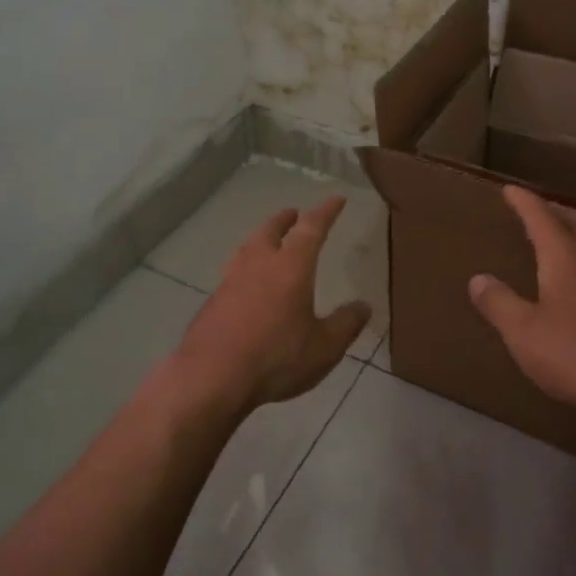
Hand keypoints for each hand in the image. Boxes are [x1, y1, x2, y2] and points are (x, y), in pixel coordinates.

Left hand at [174, 198, 372, 411]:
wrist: (211, 376)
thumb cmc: (276, 357)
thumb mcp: (324, 348)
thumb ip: (345, 324)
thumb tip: (363, 306)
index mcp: (291, 267)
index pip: (312, 229)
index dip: (326, 212)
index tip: (336, 199)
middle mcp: (259, 264)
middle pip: (271, 231)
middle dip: (285, 220)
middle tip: (293, 213)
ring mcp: (231, 281)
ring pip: (248, 248)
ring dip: (261, 239)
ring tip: (267, 242)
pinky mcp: (213, 301)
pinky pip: (233, 273)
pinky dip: (246, 268)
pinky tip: (246, 284)